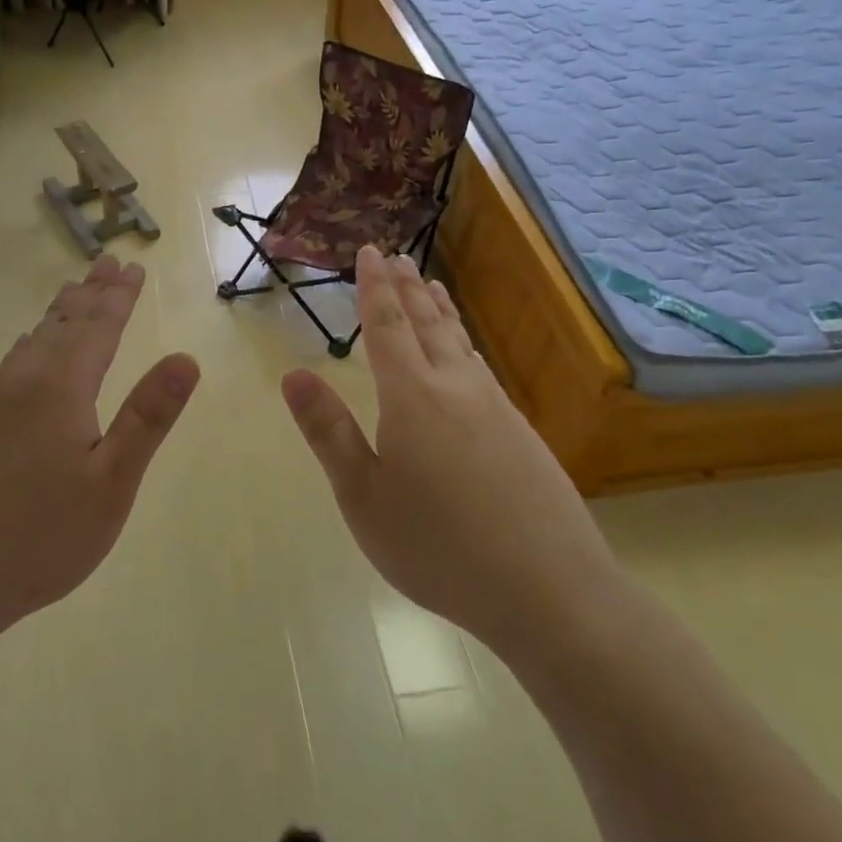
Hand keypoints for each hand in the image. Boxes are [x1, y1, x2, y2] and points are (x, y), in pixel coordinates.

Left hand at [0, 256, 199, 646]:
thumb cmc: (40, 537)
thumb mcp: (111, 484)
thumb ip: (147, 418)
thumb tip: (186, 359)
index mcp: (60, 389)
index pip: (98, 328)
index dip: (118, 297)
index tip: (133, 268)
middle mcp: (20, 382)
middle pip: (61, 324)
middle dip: (90, 293)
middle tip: (106, 263)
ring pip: (31, 341)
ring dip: (58, 313)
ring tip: (73, 293)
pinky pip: (10, 363)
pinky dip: (32, 342)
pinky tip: (28, 350)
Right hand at [280, 246, 617, 656]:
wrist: (549, 590)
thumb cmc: (437, 546)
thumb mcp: (363, 496)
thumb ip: (329, 432)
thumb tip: (292, 375)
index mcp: (412, 397)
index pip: (387, 327)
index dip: (374, 288)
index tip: (369, 250)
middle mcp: (457, 388)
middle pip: (428, 324)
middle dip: (407, 288)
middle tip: (396, 256)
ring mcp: (496, 409)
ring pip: (461, 344)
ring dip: (441, 311)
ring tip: (432, 287)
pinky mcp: (522, 434)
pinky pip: (482, 369)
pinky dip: (465, 346)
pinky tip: (467, 357)